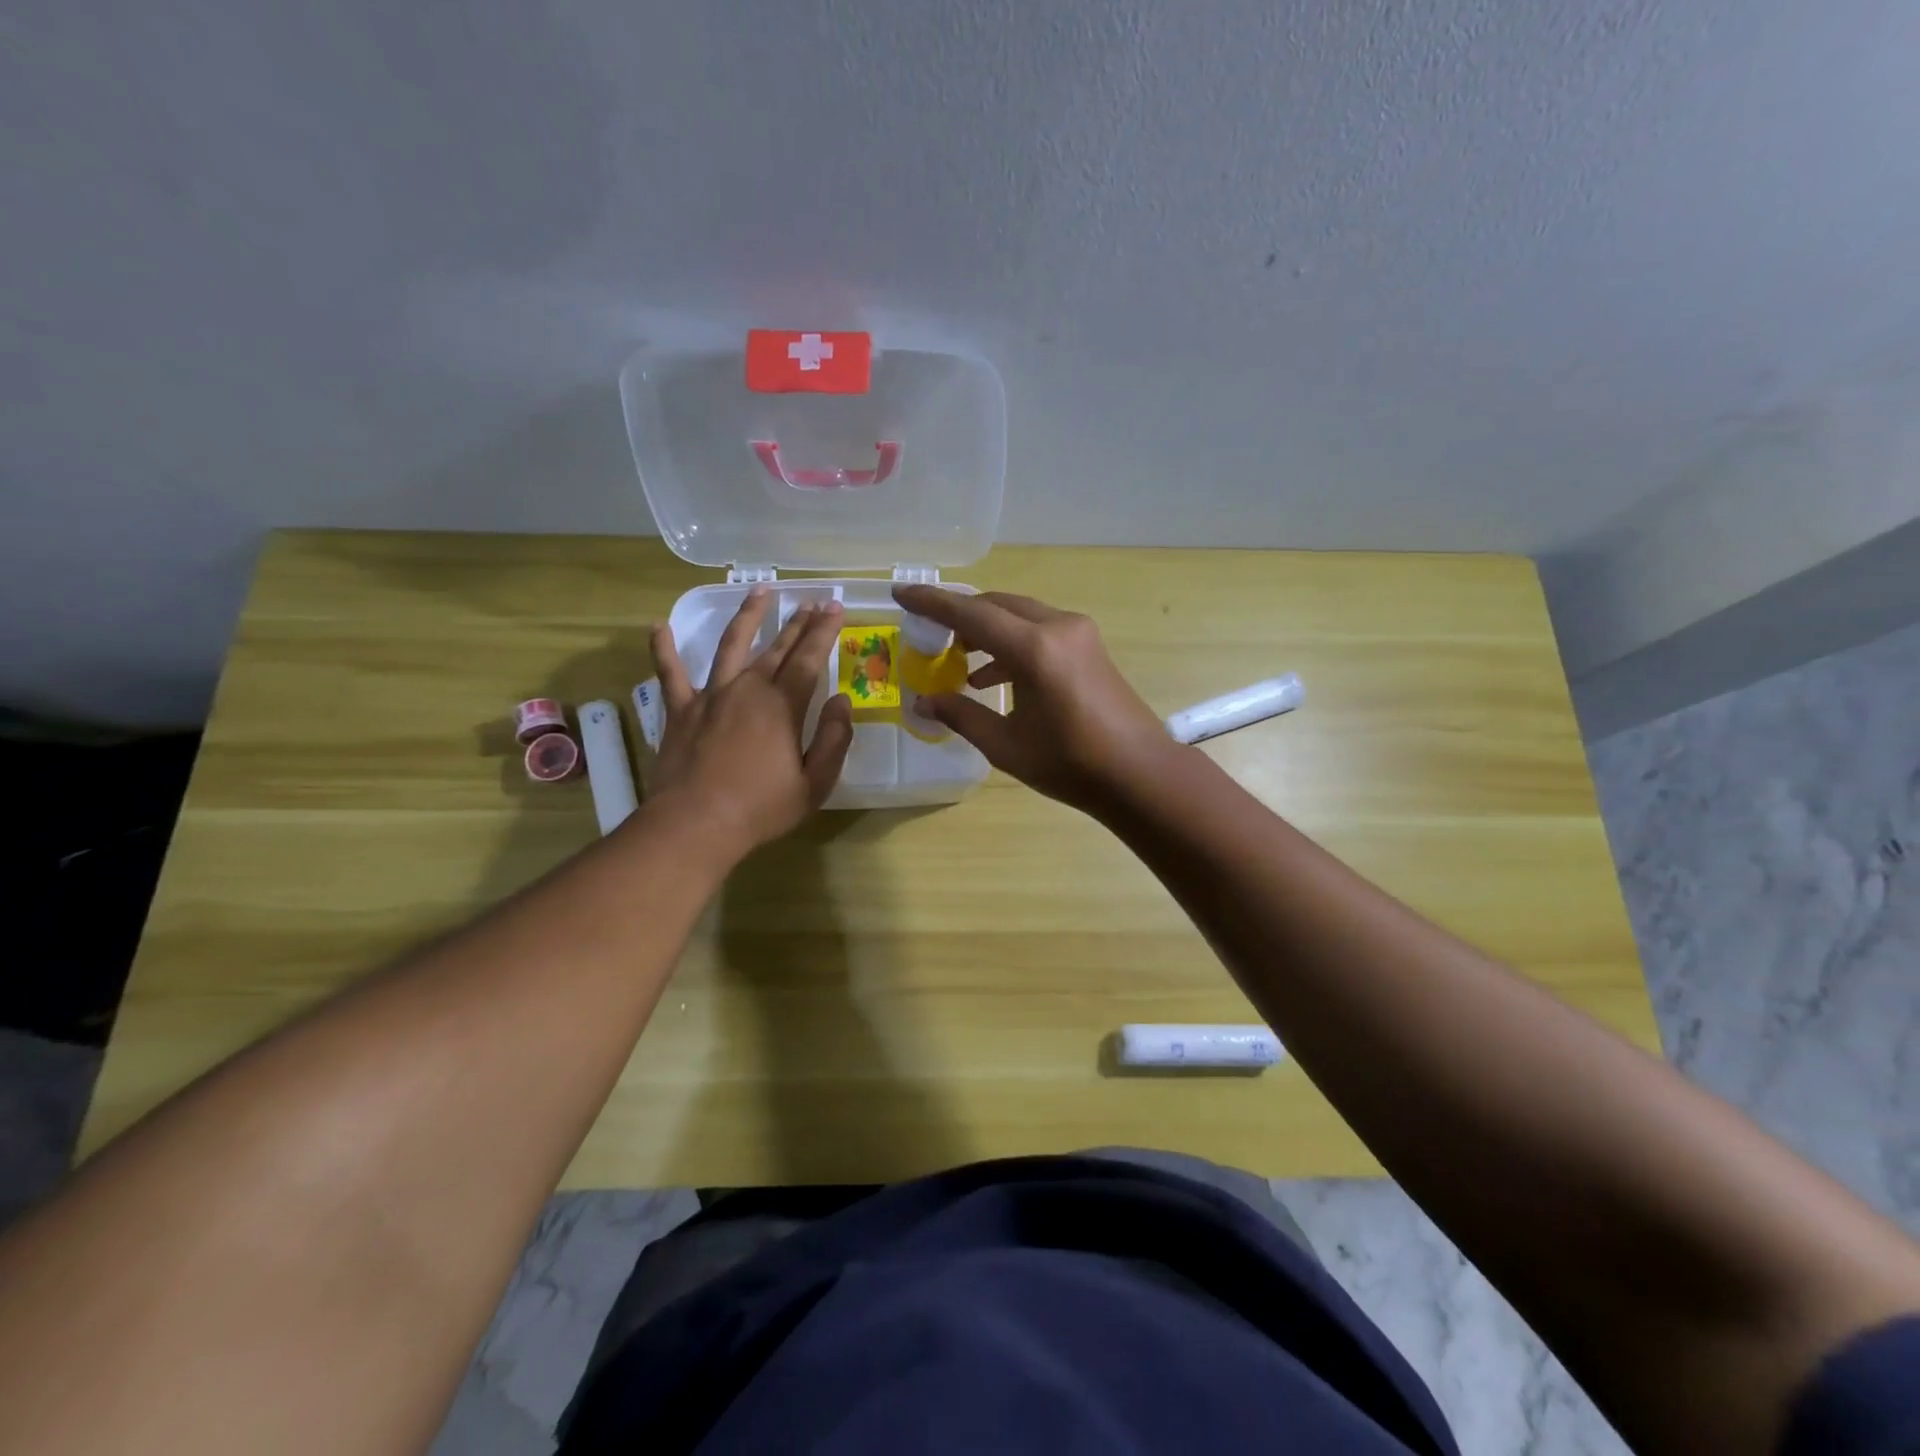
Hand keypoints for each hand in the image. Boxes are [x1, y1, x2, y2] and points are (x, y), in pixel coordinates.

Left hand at [649, 589, 852, 855]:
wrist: (695, 824)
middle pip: (777, 647)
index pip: (810, 658)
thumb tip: (842, 701)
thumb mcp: (814, 783)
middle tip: (811, 600)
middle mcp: (748, 689)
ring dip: (747, 616)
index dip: (825, 631)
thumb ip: (833, 739)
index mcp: (782, 706)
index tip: (835, 606)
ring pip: (731, 645)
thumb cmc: (761, 808)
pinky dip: (664, 648)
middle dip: (797, 622)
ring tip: (760, 590)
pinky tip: (658, 626)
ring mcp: (711, 695)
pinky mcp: (680, 710)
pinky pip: (670, 673)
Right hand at [891, 585, 1174, 814]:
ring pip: (1018, 615)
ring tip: (956, 658)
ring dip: (985, 631)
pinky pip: (1038, 630)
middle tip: (927, 633)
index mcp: (1035, 649)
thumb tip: (922, 702)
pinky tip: (990, 677)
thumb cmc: (1071, 764)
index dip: (932, 603)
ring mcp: (1078, 633)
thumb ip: (961, 716)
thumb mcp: (1006, 745)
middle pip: (996, 606)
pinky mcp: (1088, 646)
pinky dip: (1010, 645)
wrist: (1139, 774)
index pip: (971, 614)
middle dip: (959, 616)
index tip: (901, 593)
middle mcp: (1057, 627)